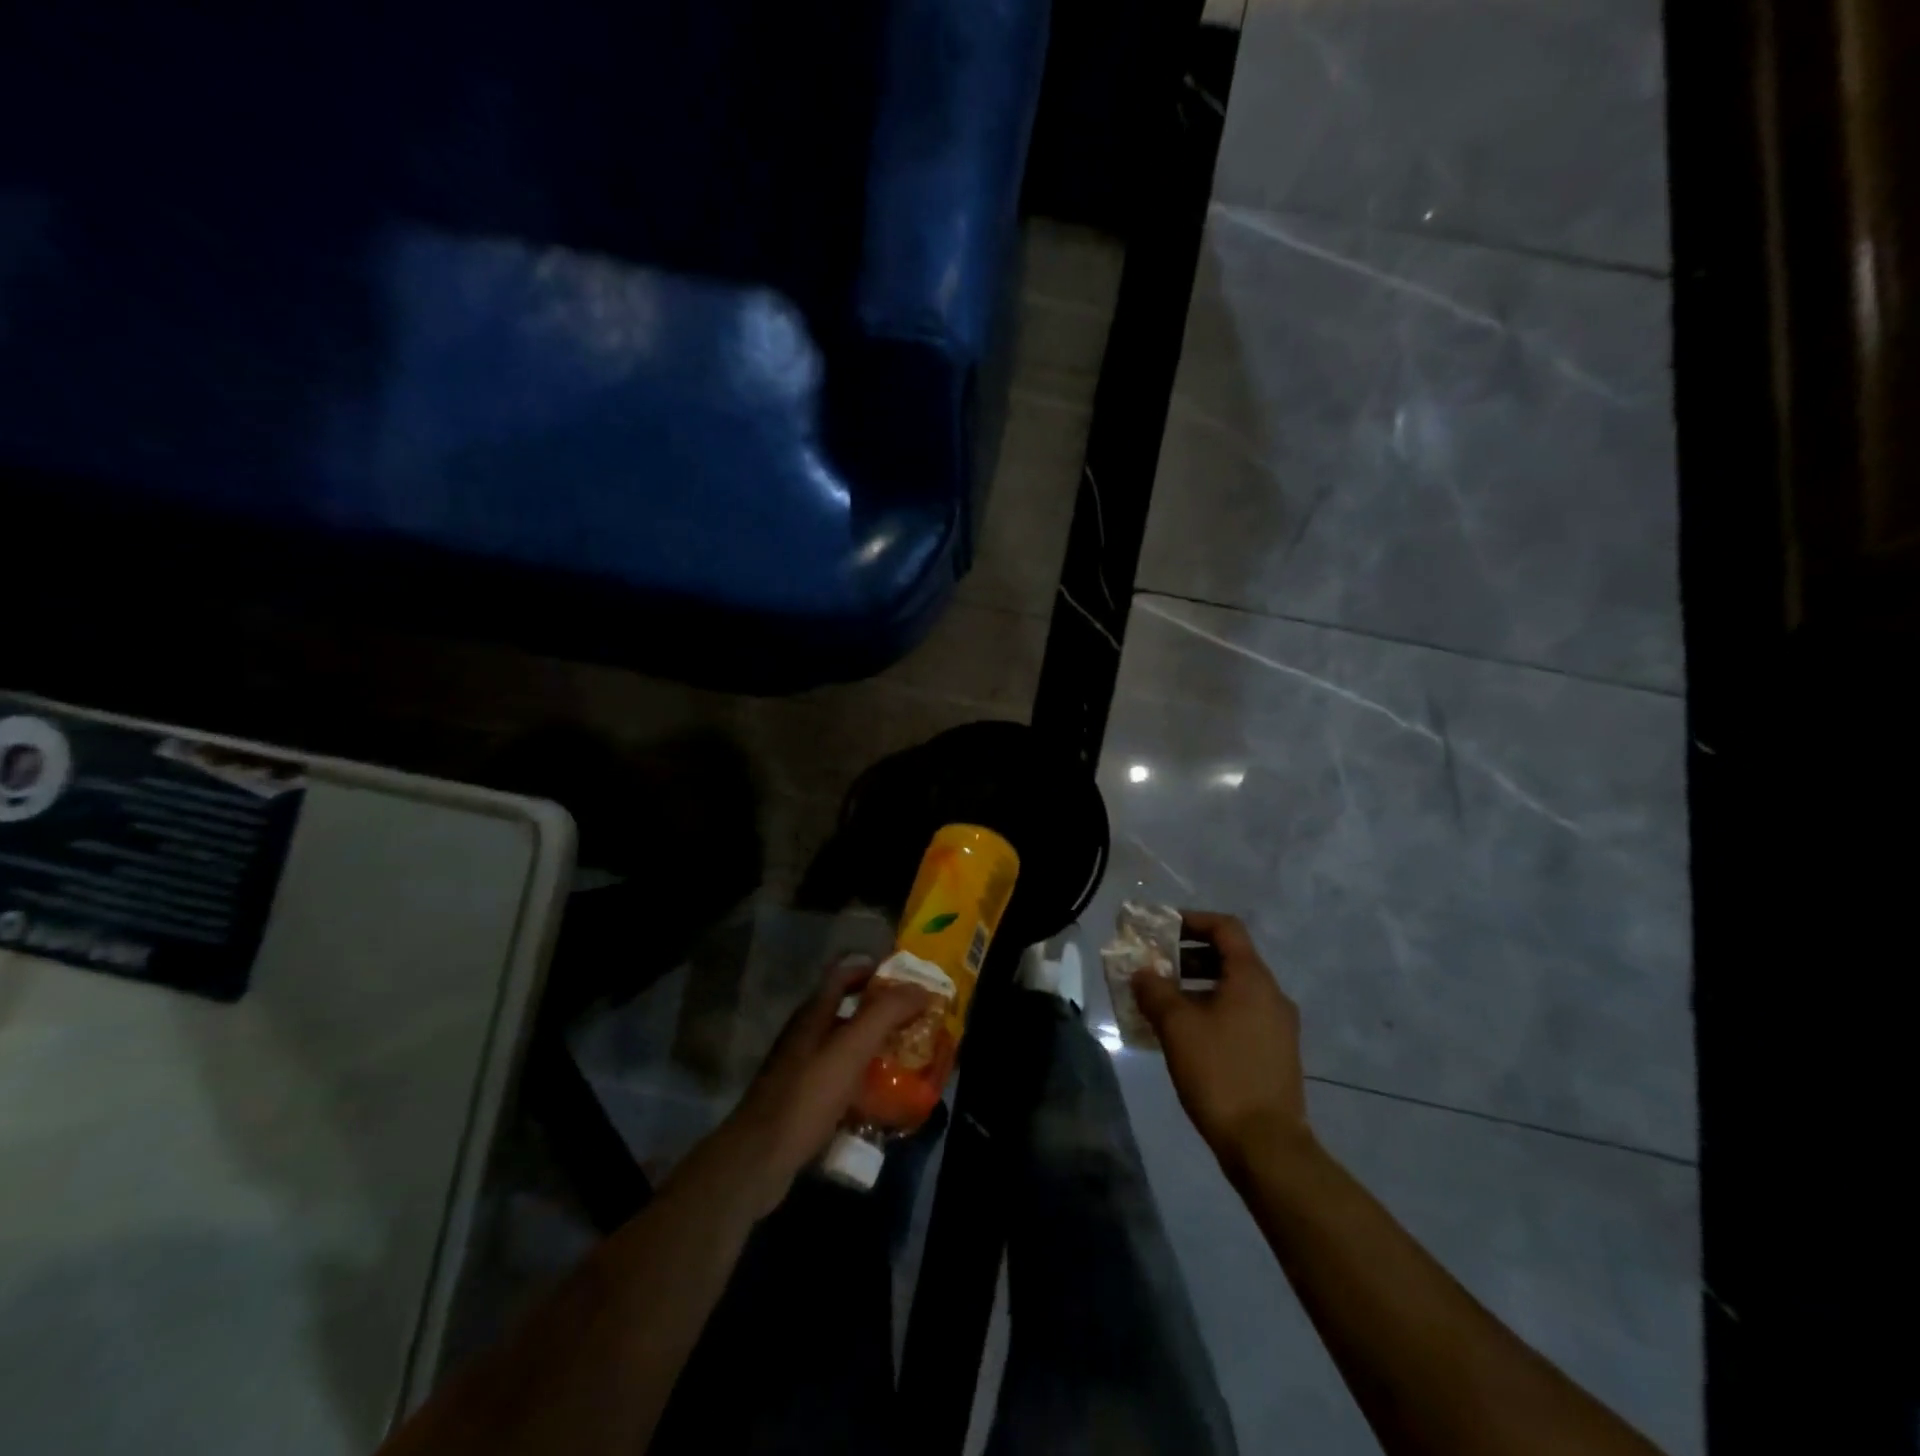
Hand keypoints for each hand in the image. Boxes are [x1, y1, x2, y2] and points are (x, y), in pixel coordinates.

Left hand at [718, 956, 932, 1214]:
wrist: (760, 1159)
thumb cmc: (807, 1096)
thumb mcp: (851, 1049)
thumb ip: (886, 1013)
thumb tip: (922, 988)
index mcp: (814, 1013)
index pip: (844, 973)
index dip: (875, 970)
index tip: (909, 980)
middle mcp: (806, 1034)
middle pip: (848, 1010)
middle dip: (883, 1013)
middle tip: (918, 1022)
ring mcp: (802, 1068)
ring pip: (846, 1047)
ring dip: (876, 1048)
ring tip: (910, 1059)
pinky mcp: (804, 1100)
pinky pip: (841, 1080)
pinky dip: (864, 1082)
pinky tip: (883, 1099)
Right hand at [1131, 911, 1310, 1170]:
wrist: (1266, 1145)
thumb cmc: (1220, 1073)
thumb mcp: (1177, 1026)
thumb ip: (1155, 991)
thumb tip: (1142, 973)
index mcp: (1252, 979)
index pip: (1225, 928)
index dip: (1192, 920)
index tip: (1162, 929)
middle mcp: (1271, 995)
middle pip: (1230, 957)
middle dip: (1189, 956)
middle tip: (1156, 967)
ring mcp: (1278, 1026)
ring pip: (1234, 989)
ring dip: (1198, 986)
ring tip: (1164, 1004)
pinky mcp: (1276, 1053)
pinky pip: (1241, 1015)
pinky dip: (1213, 1011)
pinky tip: (1187, 1036)